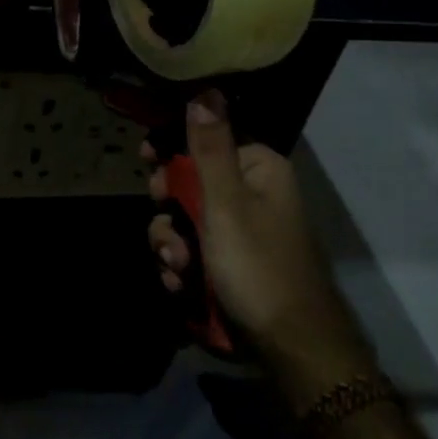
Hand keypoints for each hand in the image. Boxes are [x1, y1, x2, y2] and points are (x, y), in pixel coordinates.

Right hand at [147, 91, 376, 410]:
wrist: (291, 351)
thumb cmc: (258, 266)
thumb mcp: (226, 203)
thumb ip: (209, 147)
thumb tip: (205, 87)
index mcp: (258, 168)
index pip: (205, 139)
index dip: (170, 150)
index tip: (145, 161)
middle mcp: (253, 193)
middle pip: (190, 182)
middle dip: (170, 211)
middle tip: (166, 232)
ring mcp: (243, 232)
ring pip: (186, 222)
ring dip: (172, 244)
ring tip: (177, 269)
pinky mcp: (234, 265)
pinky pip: (196, 252)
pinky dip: (183, 267)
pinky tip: (181, 287)